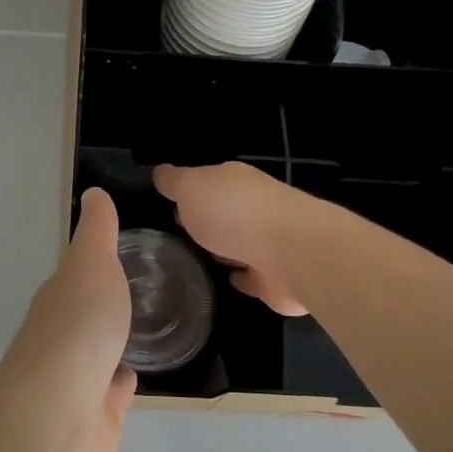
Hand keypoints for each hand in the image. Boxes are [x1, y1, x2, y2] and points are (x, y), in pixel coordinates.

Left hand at [0, 188, 135, 451]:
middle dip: (104, 307)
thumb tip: (93, 192)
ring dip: (113, 346)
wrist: (62, 406)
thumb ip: (97, 232)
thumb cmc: (80, 325)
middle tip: (141, 295)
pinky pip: (110, 393)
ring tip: (144, 332)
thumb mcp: (91, 263)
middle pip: (85, 317)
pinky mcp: (93, 414)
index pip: (76, 277)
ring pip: (98, 355)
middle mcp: (61, 337)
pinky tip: (136, 376)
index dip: (95, 266)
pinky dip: (120, 385)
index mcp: (59, 299)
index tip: (121, 256)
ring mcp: (75, 378)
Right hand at [153, 162, 321, 316]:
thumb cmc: (234, 213)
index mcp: (234, 180)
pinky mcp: (276, 276)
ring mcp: (268, 241)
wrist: (292, 253)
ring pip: (239, 241)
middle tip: (178, 232)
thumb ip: (174, 181)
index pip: (207, 181)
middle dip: (205, 218)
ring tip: (197, 257)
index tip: (168, 206)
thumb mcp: (191, 187)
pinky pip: (252, 275)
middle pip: (225, 210)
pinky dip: (242, 276)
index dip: (188, 191)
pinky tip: (227, 279)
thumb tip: (160, 172)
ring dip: (223, 247)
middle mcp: (254, 206)